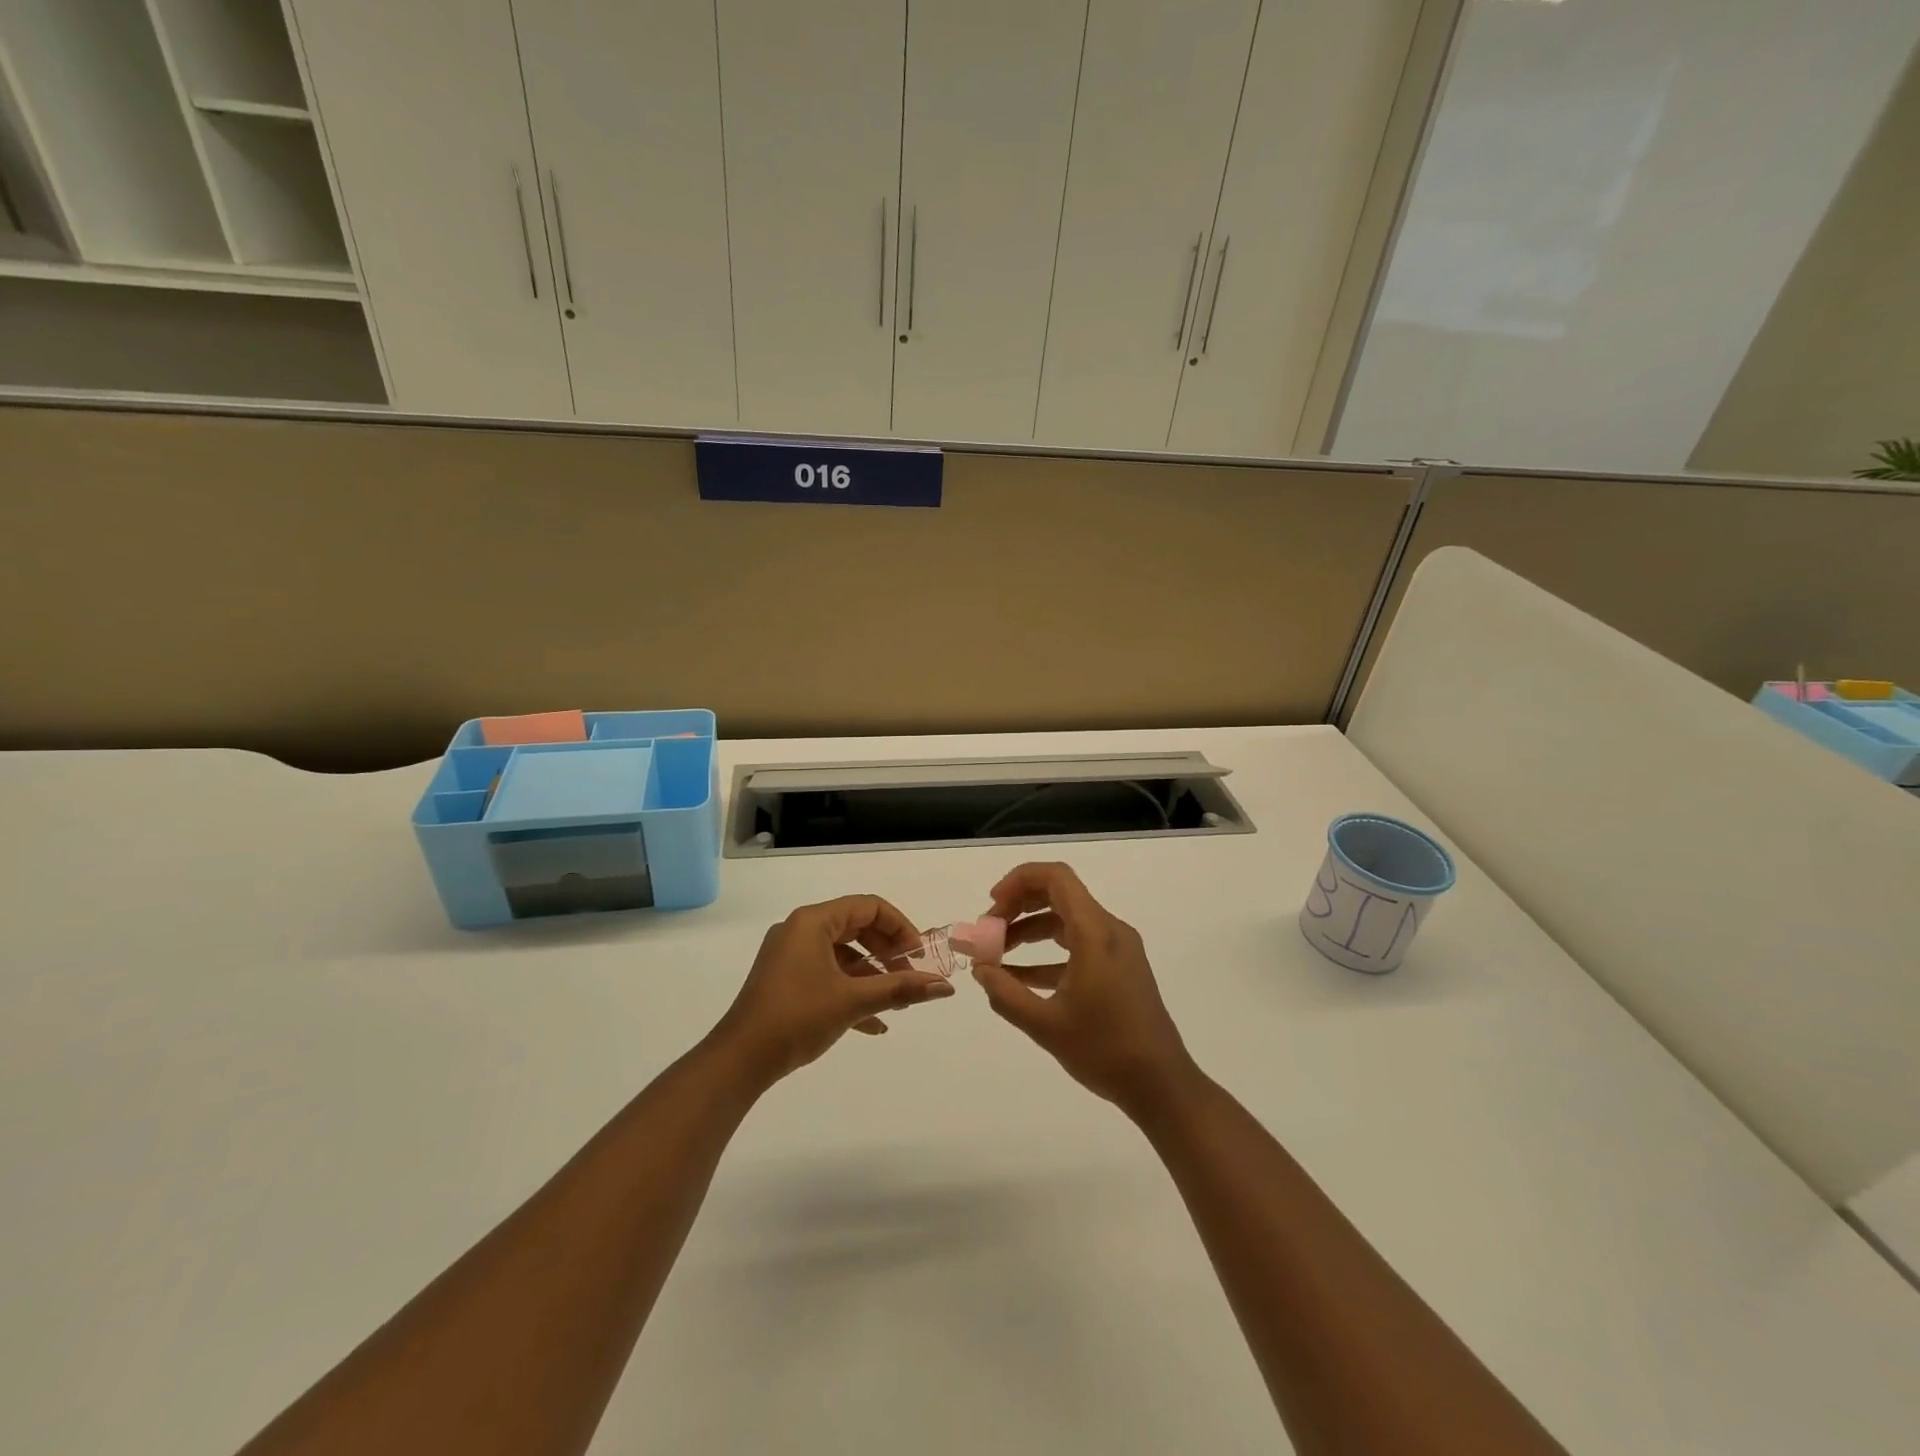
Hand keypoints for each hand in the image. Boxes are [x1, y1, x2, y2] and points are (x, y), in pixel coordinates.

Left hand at [713, 894, 954, 1087]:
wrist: (739, 1060)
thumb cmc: (797, 1017)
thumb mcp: (853, 1000)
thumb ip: (901, 989)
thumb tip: (945, 987)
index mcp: (813, 922)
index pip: (868, 907)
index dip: (900, 927)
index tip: (919, 956)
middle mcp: (800, 930)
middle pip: (857, 928)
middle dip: (888, 954)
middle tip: (910, 979)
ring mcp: (790, 955)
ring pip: (843, 954)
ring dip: (873, 976)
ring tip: (897, 1004)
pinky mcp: (785, 980)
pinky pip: (827, 974)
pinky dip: (851, 990)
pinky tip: (874, 1024)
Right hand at [973, 863, 1197, 1118]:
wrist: (1162, 1086)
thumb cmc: (1105, 1051)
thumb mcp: (1045, 1024)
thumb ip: (1006, 993)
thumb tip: (979, 969)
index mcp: (1095, 933)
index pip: (1056, 878)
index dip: (1018, 881)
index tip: (991, 906)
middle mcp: (1109, 930)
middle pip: (1059, 895)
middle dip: (1018, 907)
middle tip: (989, 932)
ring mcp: (1117, 949)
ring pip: (1066, 920)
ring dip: (1030, 931)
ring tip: (997, 956)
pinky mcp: (1119, 968)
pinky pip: (1078, 945)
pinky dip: (1047, 954)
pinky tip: (1020, 979)